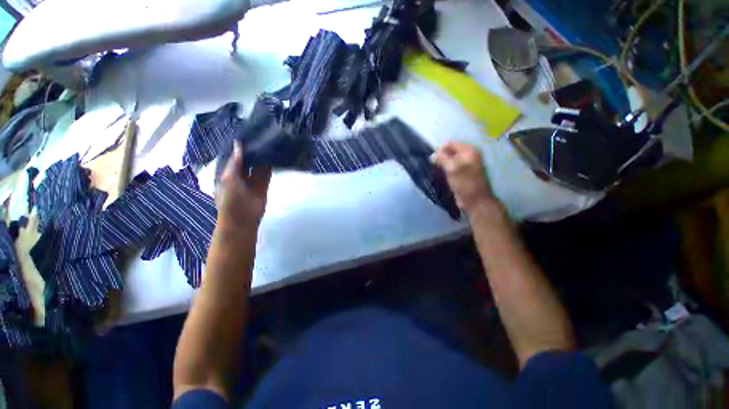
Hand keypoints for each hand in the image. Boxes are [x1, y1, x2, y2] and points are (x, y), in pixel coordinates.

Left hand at [216, 142, 271, 228]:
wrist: (243, 218)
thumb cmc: (230, 199)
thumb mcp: (229, 178)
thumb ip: (235, 162)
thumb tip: (239, 144)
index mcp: (228, 172)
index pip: (234, 156)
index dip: (239, 146)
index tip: (246, 132)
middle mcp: (240, 173)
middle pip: (247, 159)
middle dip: (252, 150)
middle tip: (260, 134)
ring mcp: (253, 179)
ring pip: (258, 164)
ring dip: (262, 156)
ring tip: (269, 141)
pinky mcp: (264, 184)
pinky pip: (267, 172)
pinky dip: (270, 165)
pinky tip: (274, 155)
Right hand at [432, 141, 497, 213]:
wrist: (474, 201)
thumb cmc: (464, 183)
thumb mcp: (452, 168)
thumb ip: (442, 159)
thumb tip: (432, 155)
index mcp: (468, 151)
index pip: (450, 144)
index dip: (440, 150)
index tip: (432, 159)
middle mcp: (468, 156)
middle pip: (449, 152)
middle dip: (440, 157)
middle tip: (434, 166)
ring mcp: (465, 165)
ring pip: (449, 161)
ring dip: (441, 165)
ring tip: (435, 171)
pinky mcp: (461, 174)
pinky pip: (450, 168)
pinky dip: (444, 170)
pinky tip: (439, 175)